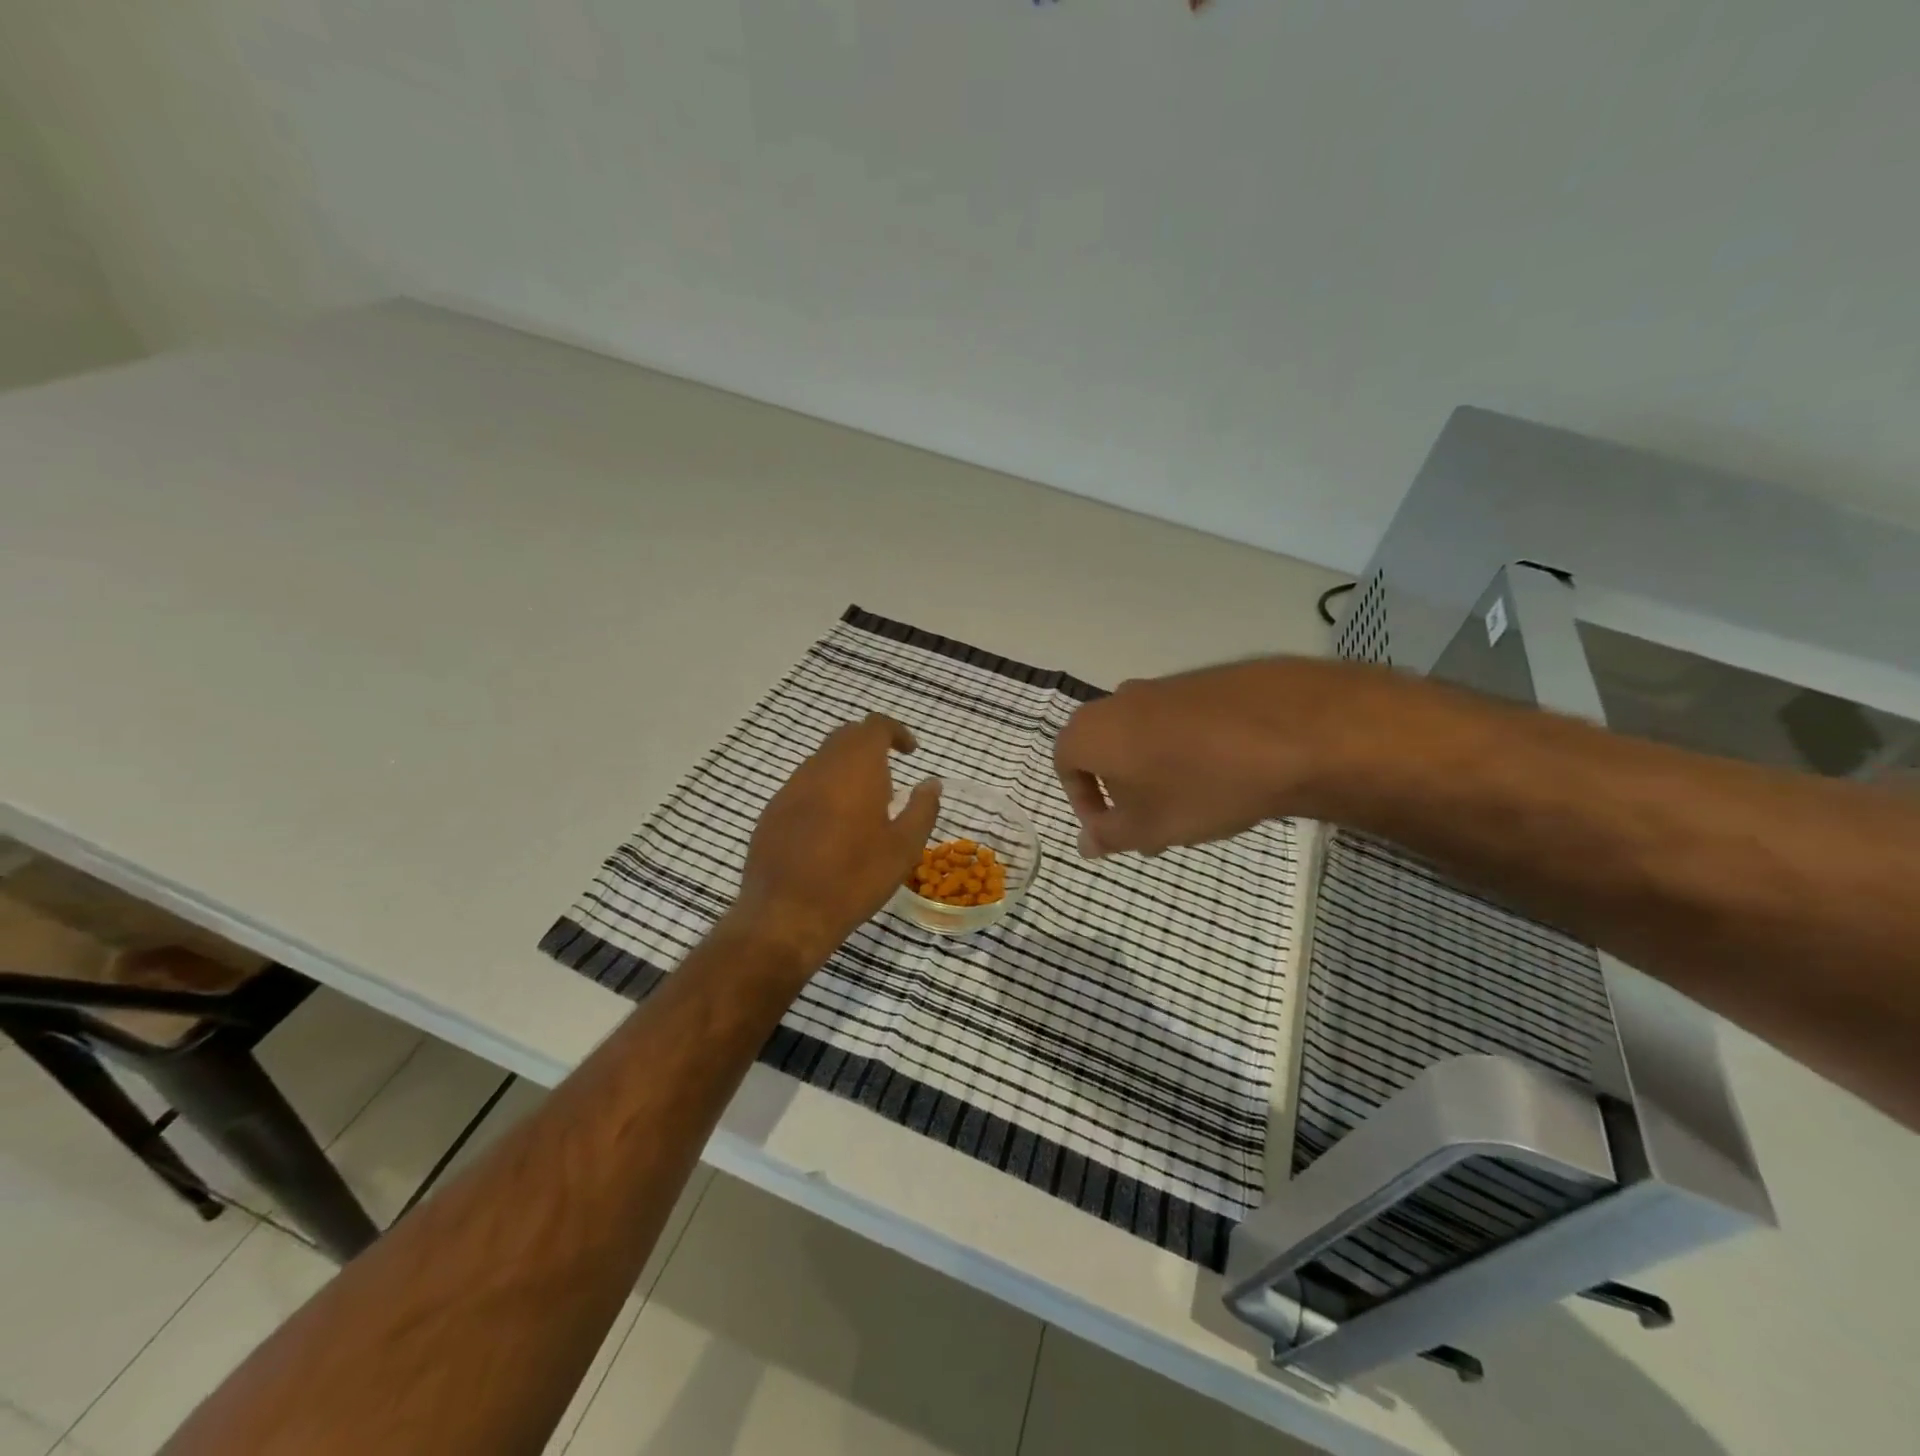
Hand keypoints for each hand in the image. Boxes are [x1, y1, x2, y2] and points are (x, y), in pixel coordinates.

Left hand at [728, 713, 941, 969]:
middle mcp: (819, 768)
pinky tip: (831, 829)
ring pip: (822, 762)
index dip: (896, 732)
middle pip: (846, 737)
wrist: (786, 915)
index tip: (910, 753)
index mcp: (855, 768)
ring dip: (846, 770)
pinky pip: (803, 787)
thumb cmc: (854, 879)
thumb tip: (931, 783)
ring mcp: (790, 789)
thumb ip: (922, 809)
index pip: (875, 726)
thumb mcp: (903, 848)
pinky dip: (824, 792)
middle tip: (891, 774)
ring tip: (863, 806)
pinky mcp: (772, 812)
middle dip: (871, 746)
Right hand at [1054, 657, 1376, 856]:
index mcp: (1093, 730)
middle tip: (1150, 824)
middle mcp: (1120, 699)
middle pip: (1105, 748)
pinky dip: (1186, 750)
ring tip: (1190, 806)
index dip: (1082, 801)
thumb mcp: (1148, 827)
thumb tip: (1084, 843)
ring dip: (1154, 771)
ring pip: (1143, 735)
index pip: (1065, 764)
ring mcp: (1165, 686)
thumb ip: (1108, 837)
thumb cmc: (1200, 786)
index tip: (1111, 828)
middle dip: (1121, 790)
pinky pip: (1180, 722)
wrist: (1291, 732)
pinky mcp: (1206, 682)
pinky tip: (1222, 776)